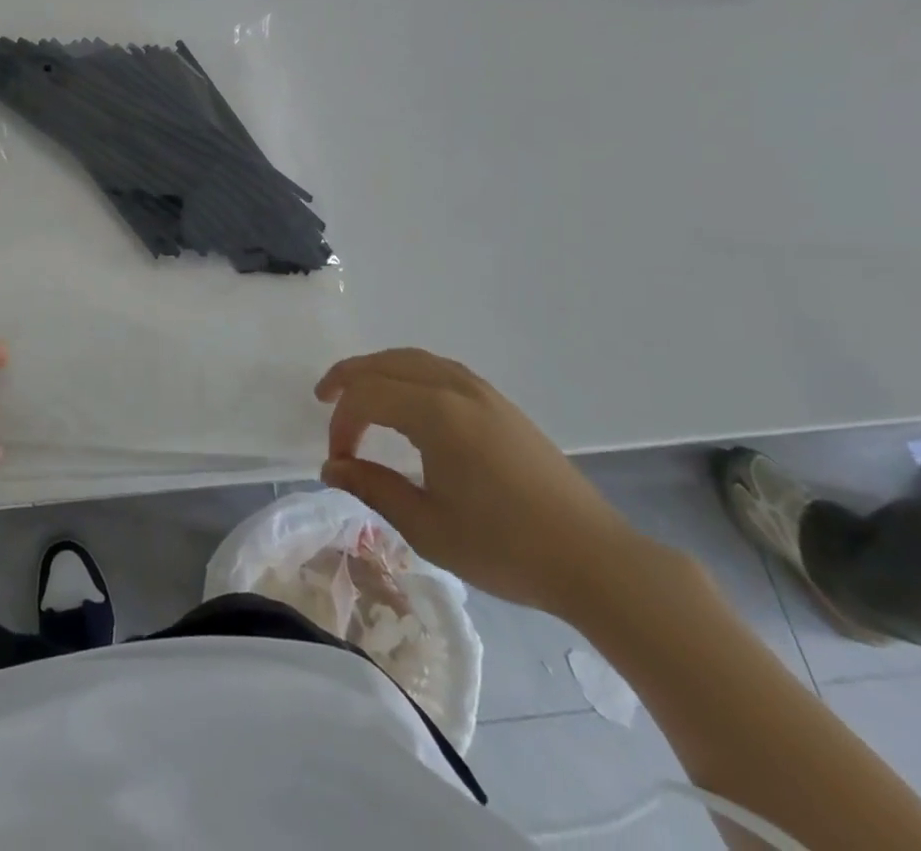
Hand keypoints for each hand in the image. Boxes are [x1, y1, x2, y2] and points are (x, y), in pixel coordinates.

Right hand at [316, 349, 650, 618]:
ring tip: (359, 393)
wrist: (595, 561)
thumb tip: (331, 467)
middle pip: (386, 363)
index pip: (367, 397)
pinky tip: (408, 401)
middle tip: (325, 399)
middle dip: (350, 378)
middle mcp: (456, 388)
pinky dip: (409, 374)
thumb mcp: (427, 527)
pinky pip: (441, 370)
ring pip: (415, 360)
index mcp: (436, 414)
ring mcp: (483, 392)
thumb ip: (373, 489)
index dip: (342, 424)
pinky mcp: (501, 405)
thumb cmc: (506, 548)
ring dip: (379, 370)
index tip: (339, 462)